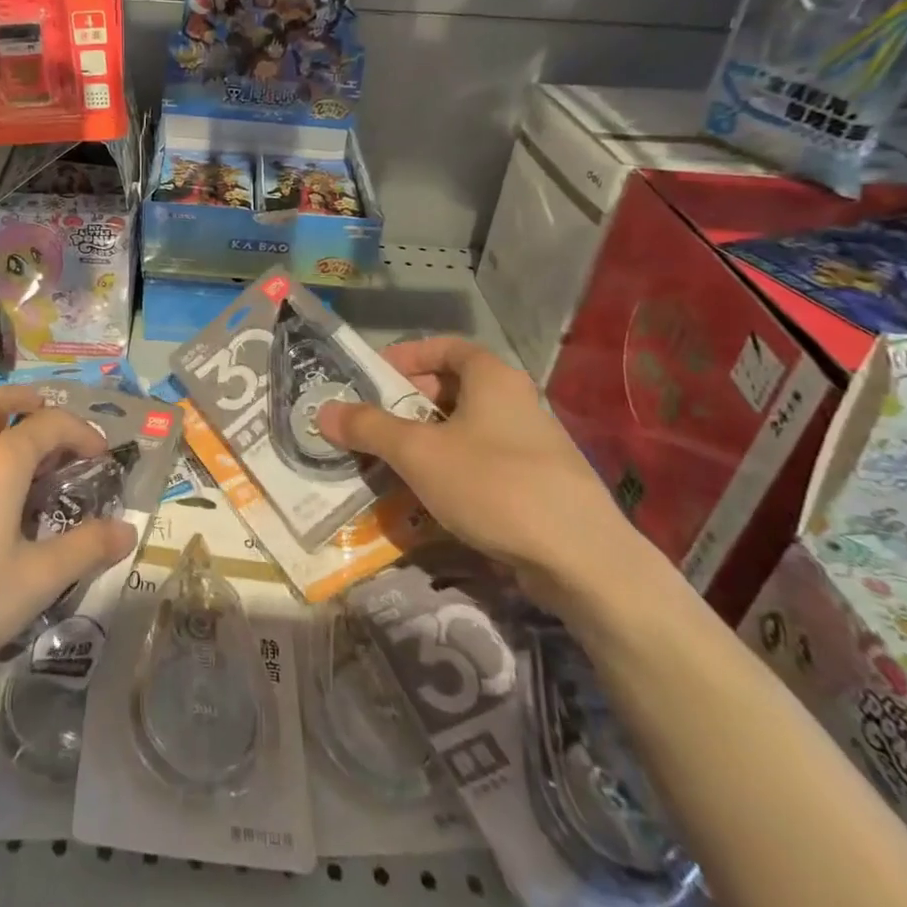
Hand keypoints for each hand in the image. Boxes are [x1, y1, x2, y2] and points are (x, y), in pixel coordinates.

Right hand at [318, 336, 638, 606]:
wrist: (582, 560)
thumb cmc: (493, 485)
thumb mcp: (418, 453)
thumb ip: (368, 428)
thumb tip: (323, 411)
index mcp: (493, 378)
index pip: (446, 347)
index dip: (407, 356)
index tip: (374, 377)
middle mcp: (517, 401)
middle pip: (455, 388)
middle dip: (411, 403)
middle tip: (376, 423)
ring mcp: (533, 444)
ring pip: (468, 429)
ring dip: (429, 439)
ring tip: (395, 462)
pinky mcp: (541, 484)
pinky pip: (485, 462)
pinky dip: (454, 469)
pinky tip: (433, 497)